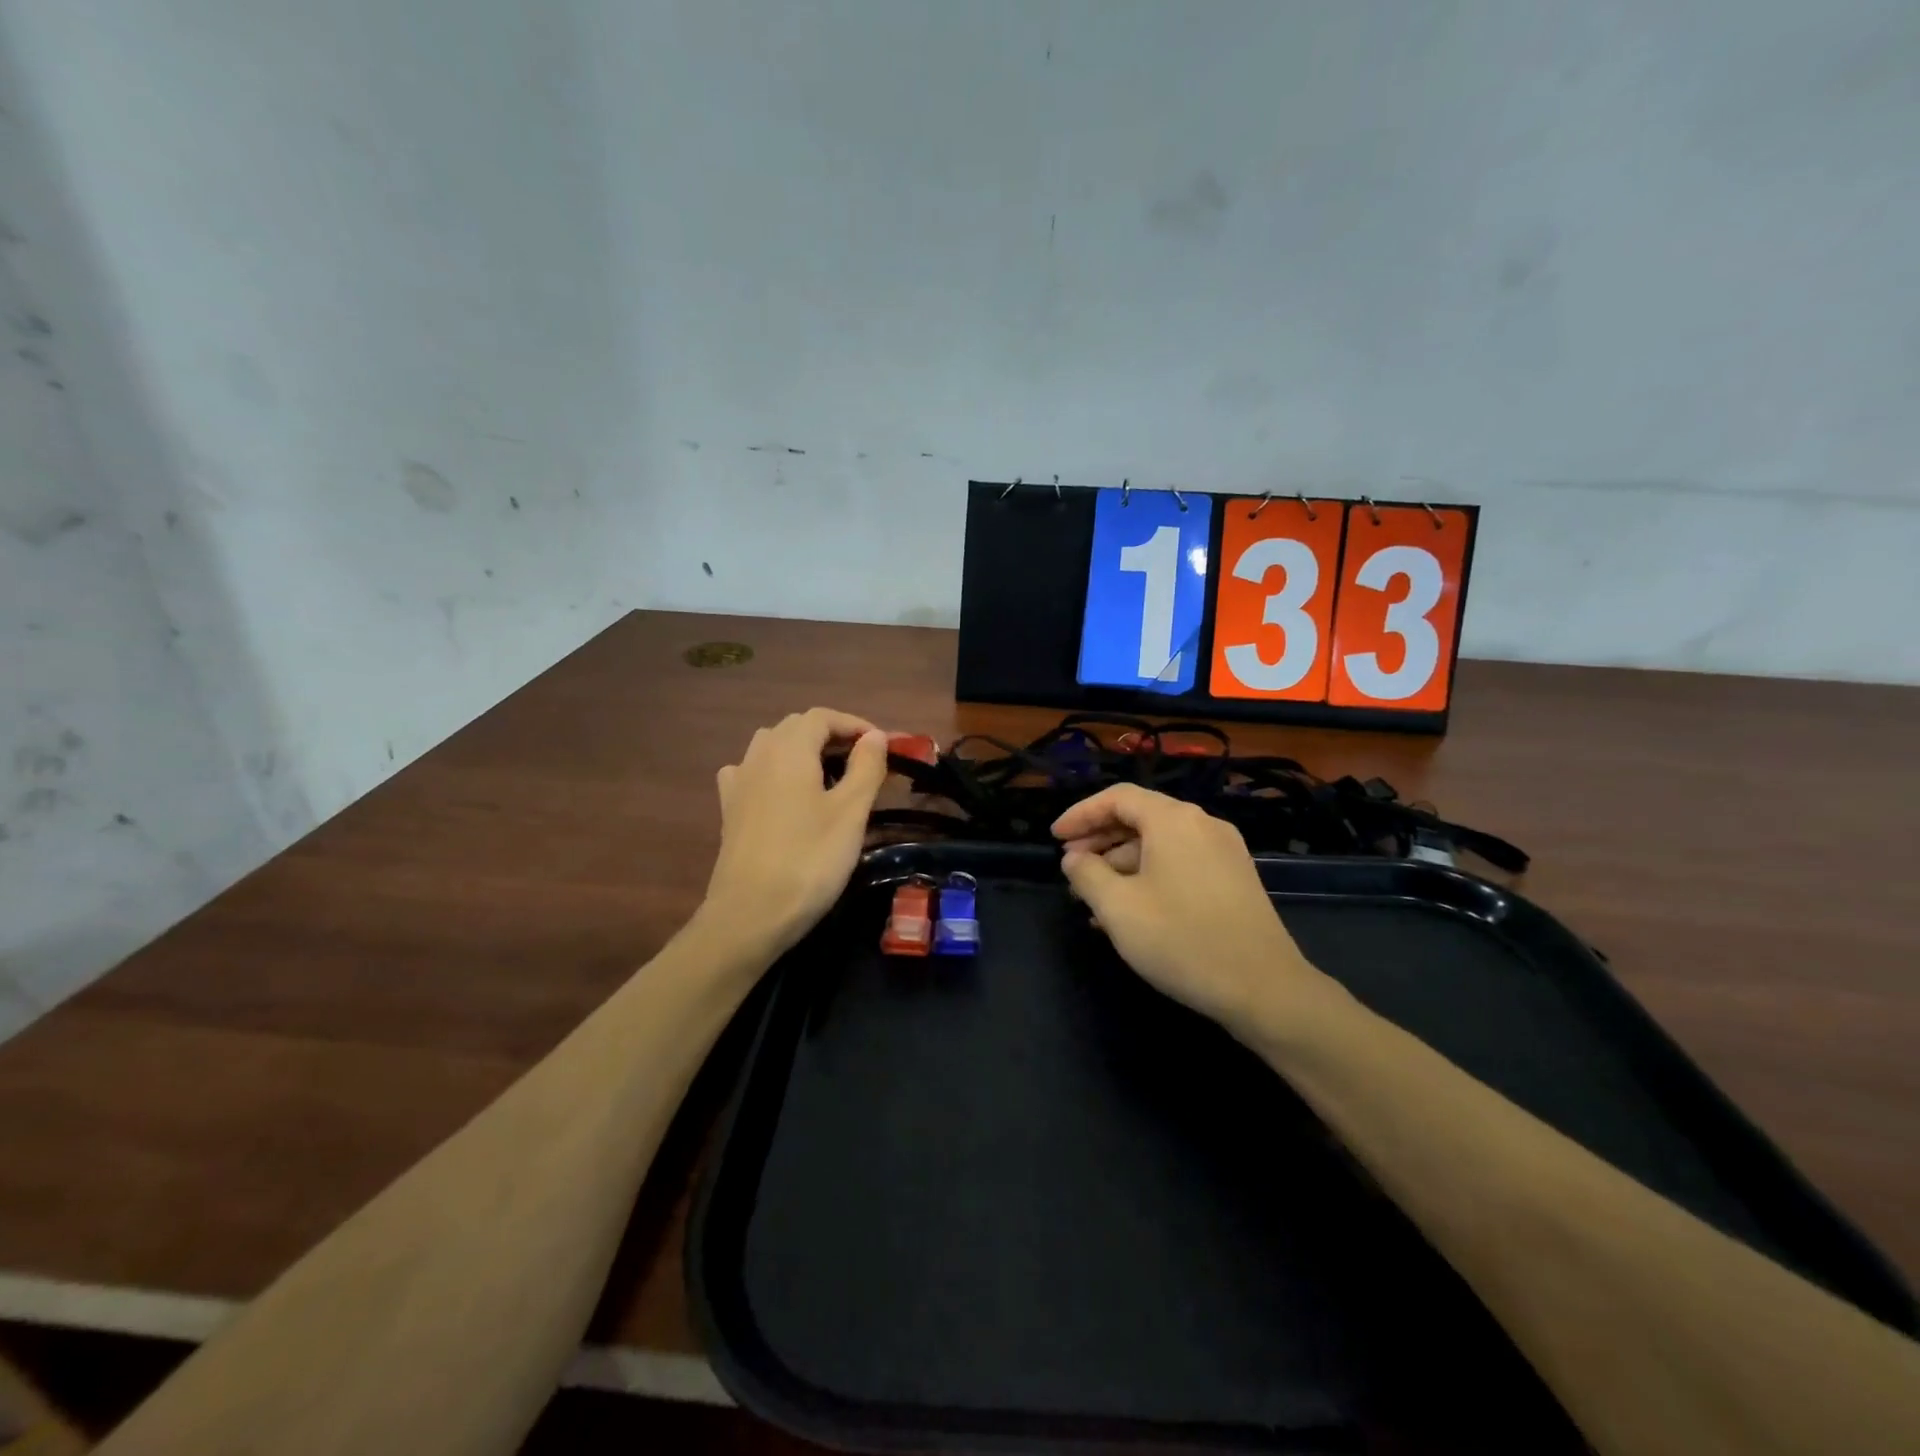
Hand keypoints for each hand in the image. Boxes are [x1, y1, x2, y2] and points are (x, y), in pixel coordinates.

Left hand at [702, 708, 890, 955]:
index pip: (823, 717)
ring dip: (803, 750)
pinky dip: (775, 770)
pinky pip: (752, 772)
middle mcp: (758, 755)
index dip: (855, 724)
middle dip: (832, 735)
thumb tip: (874, 736)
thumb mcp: (850, 813)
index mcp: (789, 750)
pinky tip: (784, 792)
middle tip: (864, 760)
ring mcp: (738, 782)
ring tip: (830, 775)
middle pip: (796, 727)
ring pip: (772, 747)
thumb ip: (866, 767)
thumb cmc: (809, 860)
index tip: (883, 746)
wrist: (750, 914)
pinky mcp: (729, 809)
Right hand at [1054, 785, 1338, 1039]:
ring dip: (1122, 863)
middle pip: (1140, 817)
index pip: (1117, 798)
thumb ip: (1086, 874)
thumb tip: (1074, 858)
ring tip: (1094, 897)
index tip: (1054, 838)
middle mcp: (1202, 824)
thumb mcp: (1118, 908)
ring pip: (1160, 844)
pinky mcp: (1235, 879)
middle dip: (1099, 840)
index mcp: (1174, 820)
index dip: (1080, 814)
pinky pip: (1180, 863)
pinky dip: (1149, 876)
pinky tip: (1131, 911)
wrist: (1265, 989)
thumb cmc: (1182, 940)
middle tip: (1070, 867)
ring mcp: (1224, 851)